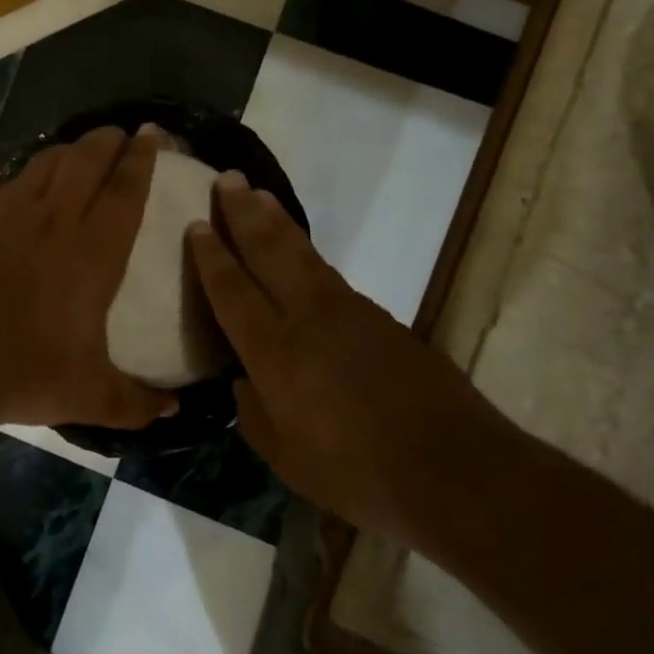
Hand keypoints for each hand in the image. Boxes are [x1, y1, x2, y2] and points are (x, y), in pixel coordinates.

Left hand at [0, 125, 178, 430]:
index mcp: (92, 254)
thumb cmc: (24, 372)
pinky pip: (18, 178)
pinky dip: (37, 165)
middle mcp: (56, 222)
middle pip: (87, 159)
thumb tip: (175, 410)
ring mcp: (16, 218)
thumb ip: (139, 404)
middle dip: (111, 138)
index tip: (155, 135)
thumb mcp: (91, 398)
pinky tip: (41, 176)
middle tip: (129, 133)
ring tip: (89, 149)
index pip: (124, 190)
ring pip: (50, 160)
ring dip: (74, 147)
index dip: (143, 158)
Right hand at [187, 173, 516, 542]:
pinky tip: (300, 251)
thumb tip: (243, 383)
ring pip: (301, 253)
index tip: (196, 224)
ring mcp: (347, 311)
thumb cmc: (360, 474)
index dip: (211, 256)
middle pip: (268, 251)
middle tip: (227, 179)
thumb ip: (255, 415)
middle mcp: (307, 317)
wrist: (456, 469)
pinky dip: (306, 252)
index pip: (232, 290)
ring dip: (276, 221)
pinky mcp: (379, 316)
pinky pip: (329, 272)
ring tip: (258, 194)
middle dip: (243, 213)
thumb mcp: (289, 460)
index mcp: (275, 352)